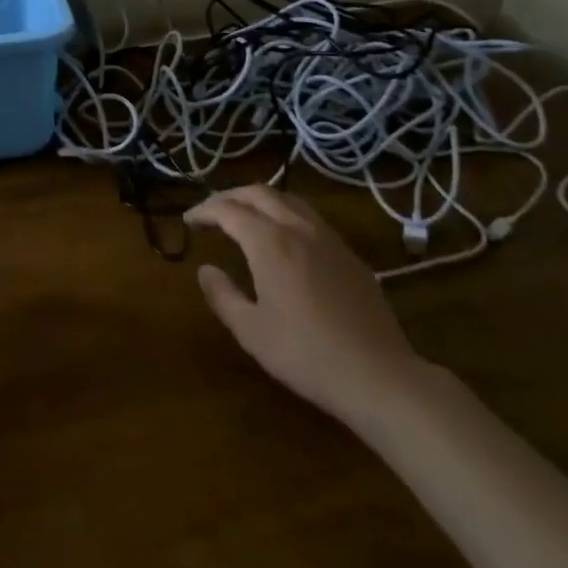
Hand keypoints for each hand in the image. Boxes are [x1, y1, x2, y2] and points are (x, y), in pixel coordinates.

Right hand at [185, 184, 426, 431]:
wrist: (379, 375)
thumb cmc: (306, 354)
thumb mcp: (252, 331)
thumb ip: (223, 295)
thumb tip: (205, 270)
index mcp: (269, 241)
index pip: (228, 210)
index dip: (204, 210)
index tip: (188, 220)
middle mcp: (297, 227)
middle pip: (258, 193)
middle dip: (230, 196)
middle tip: (211, 211)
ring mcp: (328, 238)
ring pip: (288, 199)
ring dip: (259, 199)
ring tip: (245, 215)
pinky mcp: (349, 254)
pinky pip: (310, 217)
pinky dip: (285, 213)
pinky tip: (284, 237)